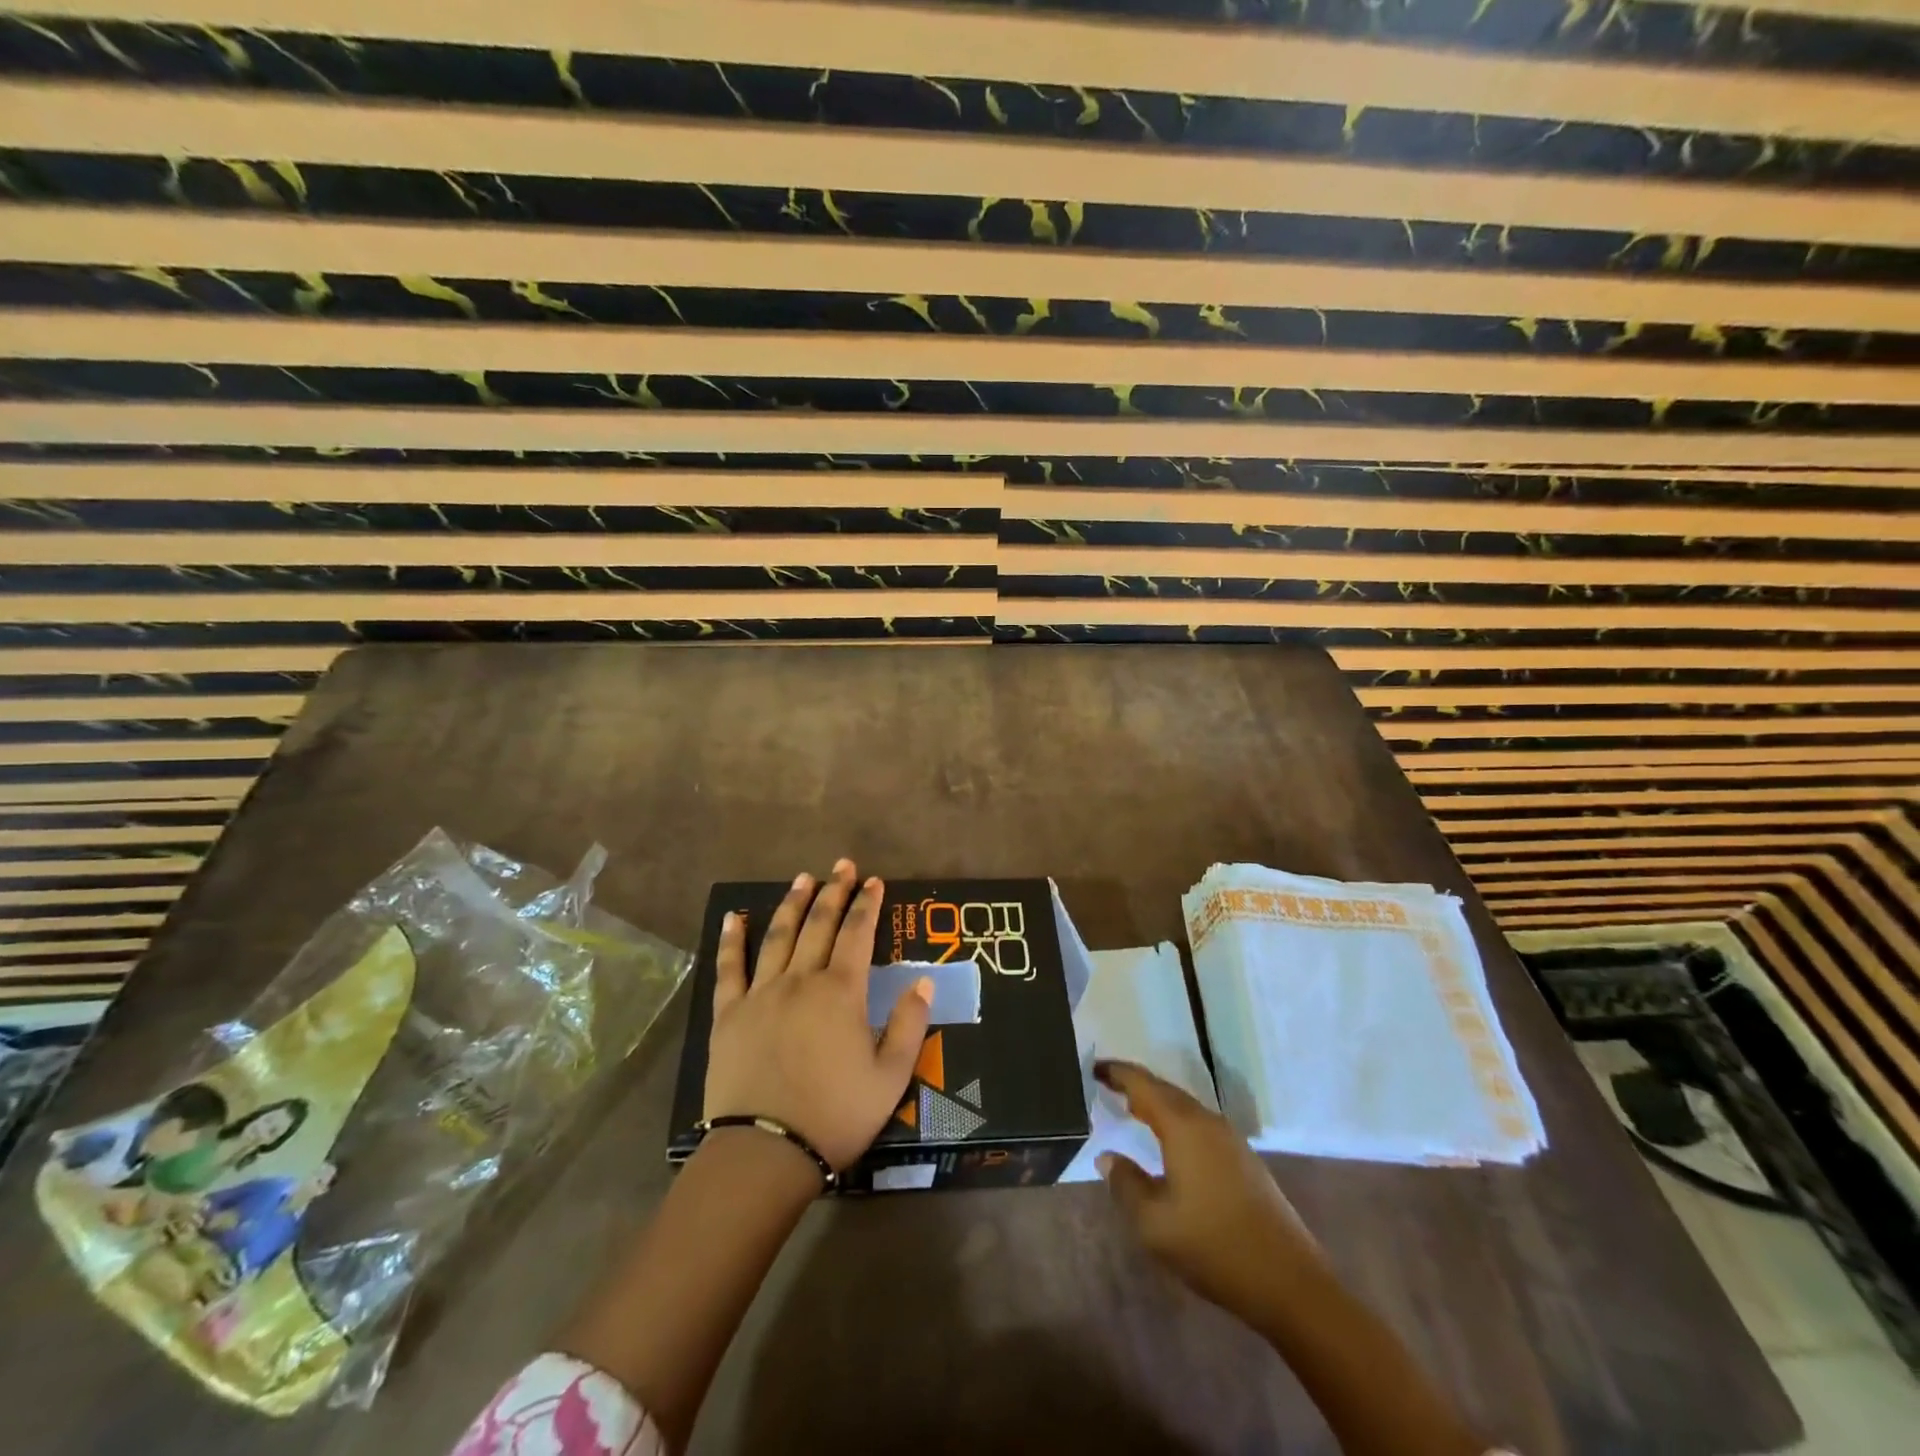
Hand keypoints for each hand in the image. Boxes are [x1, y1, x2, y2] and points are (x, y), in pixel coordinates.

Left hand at [703, 860, 932, 1172]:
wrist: (765, 1152)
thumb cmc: (835, 1115)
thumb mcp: (891, 1077)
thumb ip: (910, 1025)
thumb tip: (922, 981)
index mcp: (840, 993)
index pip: (857, 935)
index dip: (867, 905)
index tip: (874, 881)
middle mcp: (800, 981)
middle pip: (818, 925)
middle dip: (833, 891)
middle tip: (842, 865)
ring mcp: (760, 994)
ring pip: (778, 936)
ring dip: (793, 904)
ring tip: (803, 878)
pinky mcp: (729, 1015)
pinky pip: (729, 968)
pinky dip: (732, 940)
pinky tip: (734, 917)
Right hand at [1096, 1060, 1325, 1325]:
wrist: (1290, 1283)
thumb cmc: (1214, 1247)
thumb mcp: (1154, 1224)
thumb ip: (1125, 1184)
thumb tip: (1108, 1157)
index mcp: (1183, 1127)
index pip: (1142, 1084)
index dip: (1117, 1073)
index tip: (1093, 1067)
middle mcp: (1208, 1122)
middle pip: (1165, 1090)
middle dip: (1135, 1084)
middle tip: (1107, 1084)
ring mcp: (1231, 1140)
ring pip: (1185, 1107)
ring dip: (1157, 1103)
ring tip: (1132, 1109)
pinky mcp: (1244, 1160)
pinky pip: (1199, 1125)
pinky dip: (1176, 1121)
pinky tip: (1169, 1142)